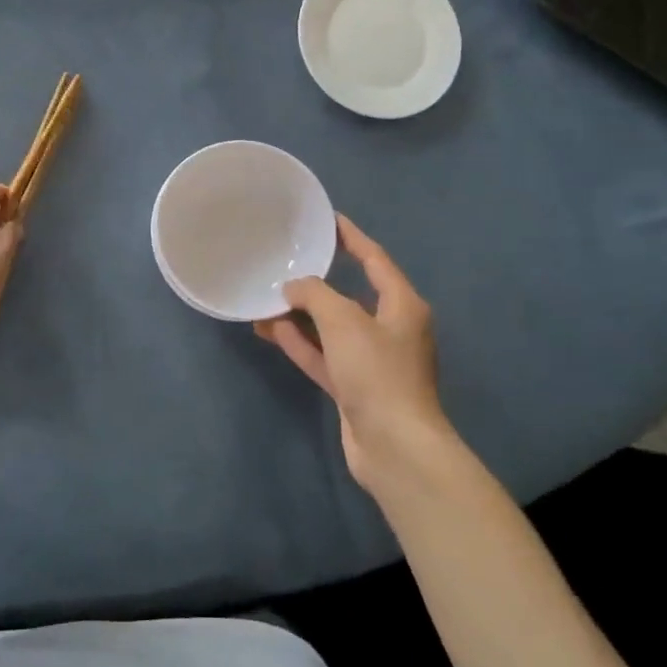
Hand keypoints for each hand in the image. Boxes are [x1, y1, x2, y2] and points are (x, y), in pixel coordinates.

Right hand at [255, 215, 459, 496]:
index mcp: (401, 305)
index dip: (352, 238)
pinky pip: (323, 355)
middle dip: (317, 281)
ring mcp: (371, 361)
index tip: (328, 220)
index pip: (375, 260)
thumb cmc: (377, 372)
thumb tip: (293, 288)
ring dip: (300, 315)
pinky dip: (300, 343)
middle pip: (350, 295)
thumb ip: (315, 296)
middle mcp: (390, 329)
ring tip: (265, 298)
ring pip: (331, 328)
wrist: (395, 447)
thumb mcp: (344, 321)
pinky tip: (270, 330)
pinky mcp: (354, 387)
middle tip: (287, 261)